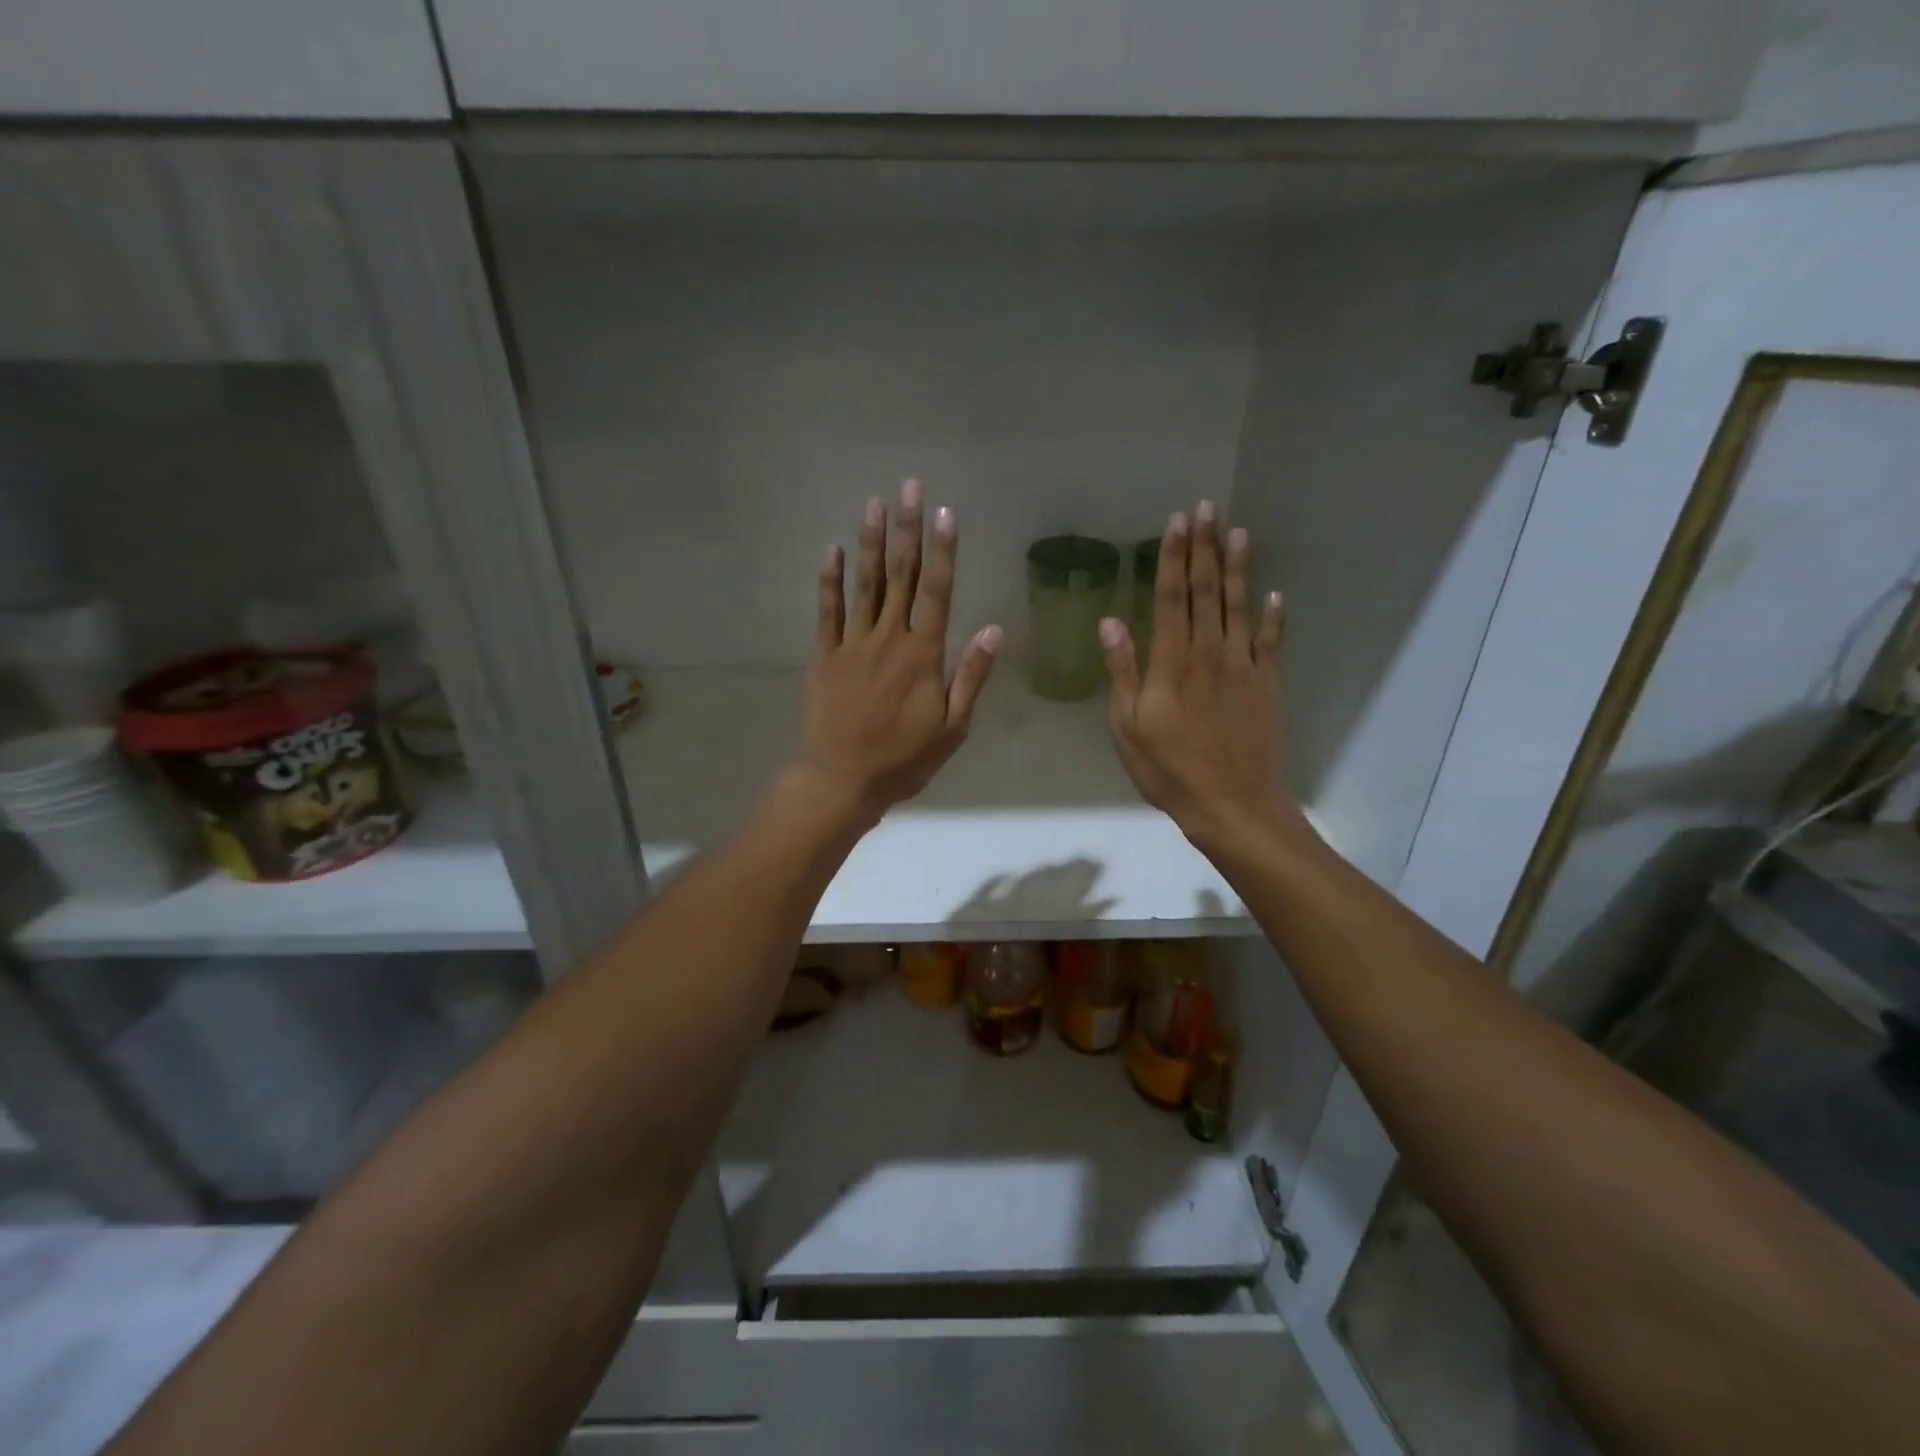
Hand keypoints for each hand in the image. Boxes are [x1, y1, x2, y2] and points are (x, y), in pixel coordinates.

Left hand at [797, 479, 1002, 827]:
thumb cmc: (904, 759)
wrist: (842, 781)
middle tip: (909, 487)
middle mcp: (889, 639)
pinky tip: (832, 549)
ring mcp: (852, 644)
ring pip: (865, 584)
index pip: (937, 591)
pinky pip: (827, 611)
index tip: (945, 513)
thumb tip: (994, 630)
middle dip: (907, 529)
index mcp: (923, 654)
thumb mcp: (953, 727)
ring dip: (871, 542)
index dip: (943, 550)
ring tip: (874, 503)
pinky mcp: (824, 656)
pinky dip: (830, 580)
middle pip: (901, 575)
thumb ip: (971, 676)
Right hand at [1100, 500, 1297, 852]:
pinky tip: (1274, 594)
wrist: (1233, 805)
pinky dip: (1273, 616)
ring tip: (1238, 532)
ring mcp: (1244, 668)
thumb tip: (1110, 621)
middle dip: (1205, 547)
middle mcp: (1210, 654)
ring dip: (1238, 568)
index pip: (1173, 598)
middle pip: (1207, 591)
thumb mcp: (1128, 728)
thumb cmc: (1170, 771)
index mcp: (1172, 663)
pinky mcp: (1268, 686)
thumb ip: (1122, 672)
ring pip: (1240, 607)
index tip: (1177, 522)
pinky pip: (1271, 642)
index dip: (1174, 558)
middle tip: (1207, 508)